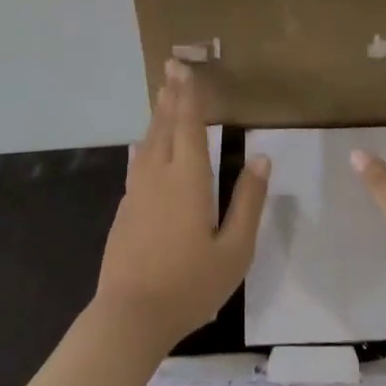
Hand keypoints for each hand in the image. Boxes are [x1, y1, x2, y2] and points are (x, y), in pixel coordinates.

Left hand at [95, 59, 269, 351]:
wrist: (129, 317)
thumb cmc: (189, 284)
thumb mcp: (234, 250)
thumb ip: (248, 202)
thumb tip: (261, 159)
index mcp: (188, 179)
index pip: (188, 125)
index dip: (189, 95)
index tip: (185, 67)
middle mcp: (159, 175)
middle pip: (164, 126)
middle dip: (170, 95)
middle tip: (171, 67)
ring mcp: (137, 191)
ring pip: (148, 142)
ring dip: (157, 116)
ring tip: (163, 96)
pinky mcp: (125, 209)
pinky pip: (138, 163)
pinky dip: (145, 144)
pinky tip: (142, 147)